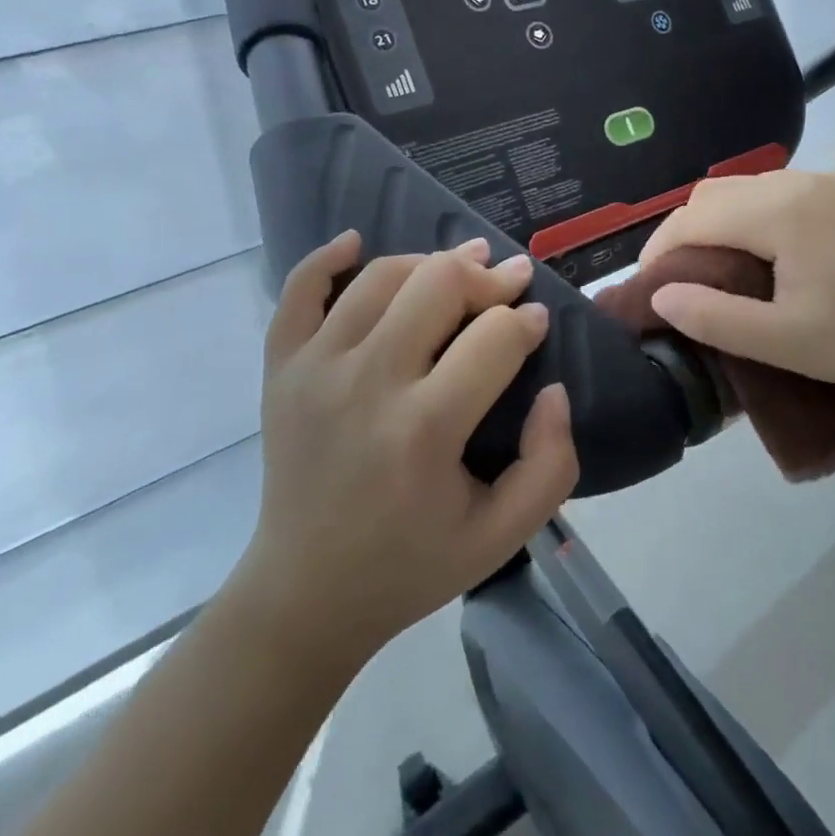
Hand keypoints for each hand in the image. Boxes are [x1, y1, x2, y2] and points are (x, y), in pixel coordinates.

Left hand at [237, 232, 579, 667]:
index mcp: (425, 430)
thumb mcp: (502, 535)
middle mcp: (367, 384)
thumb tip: (553, 389)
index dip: (527, 320)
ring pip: (382, 277)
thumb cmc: (411, 563)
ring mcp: (315, 370)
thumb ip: (551, 464)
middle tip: (509, 280)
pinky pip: (298, 290)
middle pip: (439, 285)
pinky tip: (356, 242)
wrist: (304, 593)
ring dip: (430, 261)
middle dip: (488, 276)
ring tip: (459, 266)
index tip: (538, 321)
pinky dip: (327, 257)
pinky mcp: (280, 369)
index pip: (495, 337)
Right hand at [639, 170, 834, 401]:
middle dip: (687, 230)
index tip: (649, 284)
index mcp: (781, 212)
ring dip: (724, 220)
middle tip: (681, 277)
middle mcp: (802, 181)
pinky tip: (772, 249)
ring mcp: (834, 180)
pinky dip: (759, 213)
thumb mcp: (788, 342)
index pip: (695, 215)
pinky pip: (787, 190)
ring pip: (752, 187)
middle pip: (718, 192)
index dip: (660, 247)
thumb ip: (715, 318)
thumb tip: (661, 295)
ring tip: (721, 265)